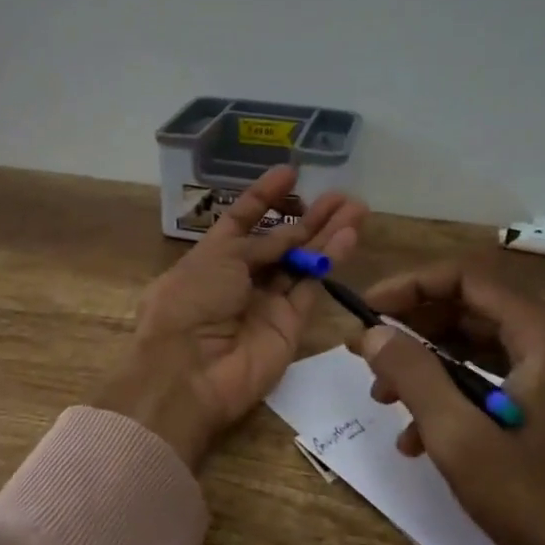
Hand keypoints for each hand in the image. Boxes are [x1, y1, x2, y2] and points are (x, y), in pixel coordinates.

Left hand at [100, 167, 366, 469]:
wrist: (189, 371)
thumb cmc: (191, 301)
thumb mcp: (219, 257)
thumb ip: (260, 243)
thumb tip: (289, 234)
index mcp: (211, 256)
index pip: (242, 218)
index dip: (265, 196)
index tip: (290, 172)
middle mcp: (240, 277)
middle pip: (280, 240)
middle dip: (308, 216)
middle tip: (340, 195)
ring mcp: (266, 302)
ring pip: (302, 261)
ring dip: (327, 234)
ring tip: (356, 207)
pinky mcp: (290, 325)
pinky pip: (312, 287)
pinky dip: (329, 262)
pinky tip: (349, 236)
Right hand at [349, 259, 544, 544]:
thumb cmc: (544, 505)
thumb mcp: (462, 441)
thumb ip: (413, 375)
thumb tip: (372, 332)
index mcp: (544, 335)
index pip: (464, 278)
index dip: (407, 288)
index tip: (364, 313)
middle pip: (469, 309)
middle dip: (412, 329)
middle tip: (364, 354)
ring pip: (477, 346)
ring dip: (426, 365)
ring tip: (383, 398)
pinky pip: (494, 381)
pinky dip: (453, 396)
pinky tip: (418, 440)